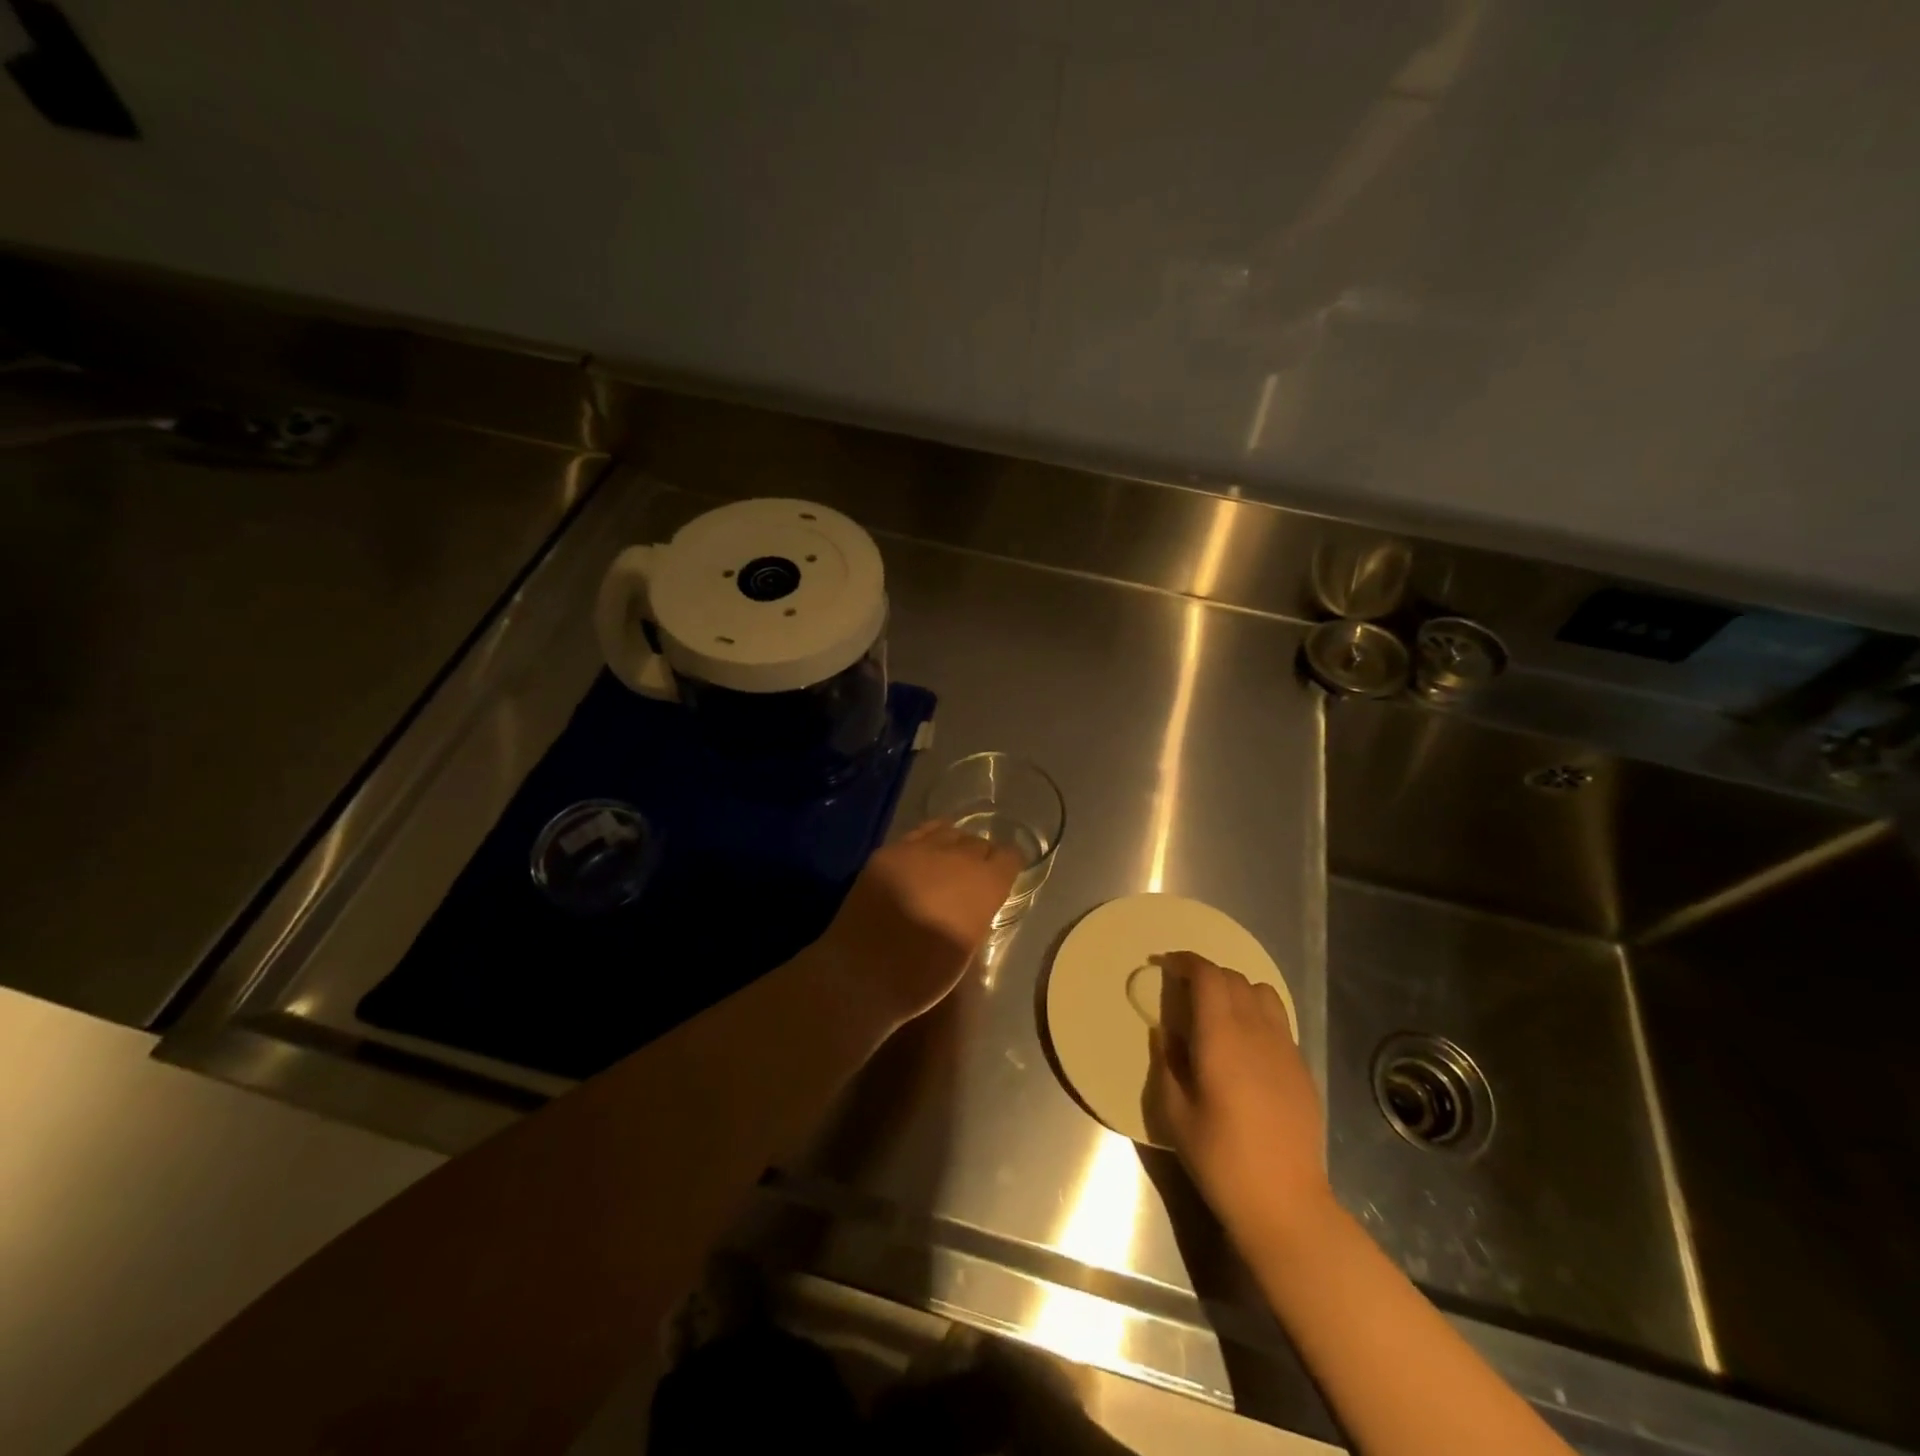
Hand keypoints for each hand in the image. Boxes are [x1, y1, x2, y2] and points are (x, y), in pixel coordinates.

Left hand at [820, 821, 1022, 1028]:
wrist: (862, 974)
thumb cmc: (923, 976)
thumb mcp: (967, 949)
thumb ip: (978, 914)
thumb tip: (976, 903)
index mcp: (984, 885)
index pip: (1010, 857)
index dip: (1008, 867)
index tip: (1003, 879)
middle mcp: (958, 858)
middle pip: (979, 843)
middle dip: (981, 858)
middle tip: (972, 879)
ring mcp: (920, 850)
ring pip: (950, 832)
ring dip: (954, 847)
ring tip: (947, 865)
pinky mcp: (889, 851)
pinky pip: (919, 834)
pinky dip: (928, 841)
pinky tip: (923, 857)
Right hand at [1150, 952, 1333, 1244]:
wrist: (1285, 1203)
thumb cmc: (1220, 1158)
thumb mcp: (1174, 1112)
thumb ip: (1167, 1062)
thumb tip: (1166, 1033)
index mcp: (1221, 1037)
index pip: (1207, 976)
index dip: (1185, 961)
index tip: (1165, 964)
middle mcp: (1256, 1032)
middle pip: (1233, 978)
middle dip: (1205, 973)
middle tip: (1183, 989)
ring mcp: (1285, 1048)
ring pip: (1262, 993)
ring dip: (1235, 989)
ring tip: (1217, 1010)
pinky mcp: (1301, 1068)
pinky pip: (1278, 1021)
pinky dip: (1256, 1013)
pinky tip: (1244, 1042)